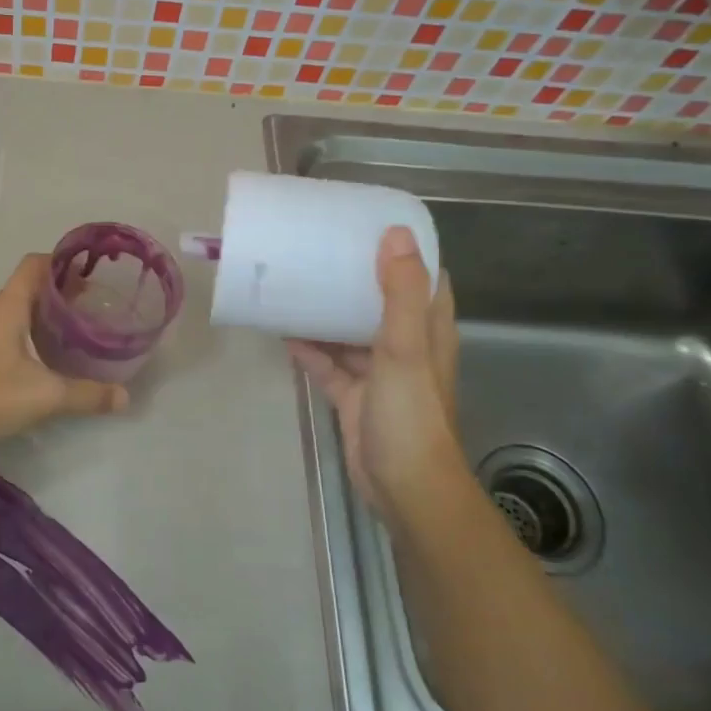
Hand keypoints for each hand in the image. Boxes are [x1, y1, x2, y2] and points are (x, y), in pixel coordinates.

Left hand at [0, 253, 129, 448]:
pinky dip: (18, 331)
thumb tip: (124, 397)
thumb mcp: (46, 396)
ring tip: (64, 333)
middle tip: (85, 310)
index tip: (87, 276)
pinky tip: (34, 356)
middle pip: (24, 287)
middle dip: (55, 294)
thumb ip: (87, 394)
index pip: (34, 265)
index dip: (61, 264)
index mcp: (6, 306)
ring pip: (9, 308)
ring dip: (35, 314)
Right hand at [288, 227, 466, 522]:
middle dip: (354, 276)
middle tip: (319, 248)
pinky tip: (283, 333)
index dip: (404, 250)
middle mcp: (405, 345)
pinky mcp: (353, 395)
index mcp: (427, 329)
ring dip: (326, 312)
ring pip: (349, 331)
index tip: (370, 224)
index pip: (423, 278)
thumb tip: (395, 234)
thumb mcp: (404, 348)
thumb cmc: (410, 414)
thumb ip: (399, 294)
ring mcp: (378, 372)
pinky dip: (309, 349)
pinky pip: (328, 363)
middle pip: (380, 300)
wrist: (403, 486)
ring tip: (294, 283)